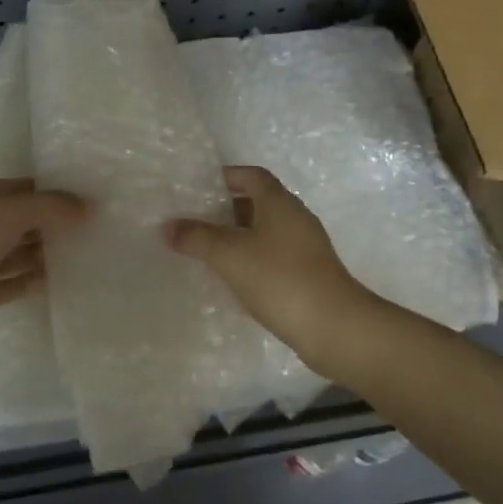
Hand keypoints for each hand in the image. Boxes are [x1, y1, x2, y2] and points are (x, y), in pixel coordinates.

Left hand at [0, 178, 89, 356]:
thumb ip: (50, 207)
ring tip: (87, 251)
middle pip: (24, 220)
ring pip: (21, 251)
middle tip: (97, 225)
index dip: (55, 190)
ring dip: (48, 251)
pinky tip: (65, 280)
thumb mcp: (10, 212)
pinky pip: (16, 282)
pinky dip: (36, 280)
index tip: (90, 197)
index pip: (25, 188)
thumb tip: (88, 206)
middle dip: (55, 221)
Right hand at [165, 166, 370, 371]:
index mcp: (280, 202)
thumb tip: (168, 226)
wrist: (334, 328)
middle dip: (226, 209)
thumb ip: (197, 237)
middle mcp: (295, 217)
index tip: (197, 189)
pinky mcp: (309, 274)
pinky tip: (233, 277)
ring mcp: (305, 247)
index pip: (252, 175)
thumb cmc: (280, 279)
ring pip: (265, 231)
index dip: (226, 177)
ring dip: (238, 236)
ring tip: (207, 250)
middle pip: (257, 202)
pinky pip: (273, 255)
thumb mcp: (230, 255)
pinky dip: (252, 259)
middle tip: (194, 220)